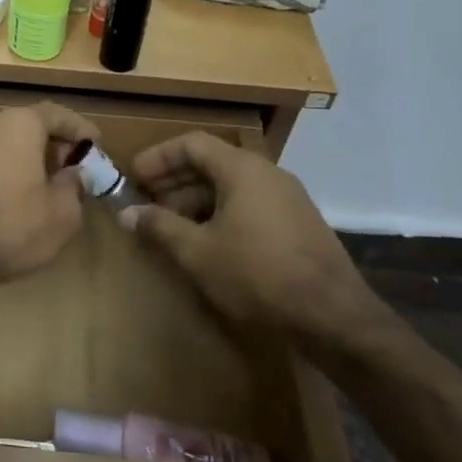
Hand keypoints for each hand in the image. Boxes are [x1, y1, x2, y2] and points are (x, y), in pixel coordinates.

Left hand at [0, 102, 97, 294]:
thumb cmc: (11, 227)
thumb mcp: (62, 215)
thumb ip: (74, 187)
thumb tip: (73, 175)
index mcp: (17, 125)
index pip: (55, 114)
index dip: (78, 129)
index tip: (94, 144)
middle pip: (23, 128)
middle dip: (47, 147)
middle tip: (66, 170)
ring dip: (17, 162)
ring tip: (34, 190)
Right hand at [120, 133, 385, 351]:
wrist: (335, 317)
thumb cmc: (257, 274)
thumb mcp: (198, 252)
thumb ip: (160, 226)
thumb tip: (127, 213)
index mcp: (242, 169)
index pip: (192, 143)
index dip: (159, 156)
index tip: (134, 176)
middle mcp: (268, 173)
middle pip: (212, 163)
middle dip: (175, 181)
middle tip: (147, 203)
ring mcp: (288, 198)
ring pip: (232, 186)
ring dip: (197, 201)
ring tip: (172, 227)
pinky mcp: (300, 224)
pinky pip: (251, 205)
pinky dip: (222, 214)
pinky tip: (209, 244)